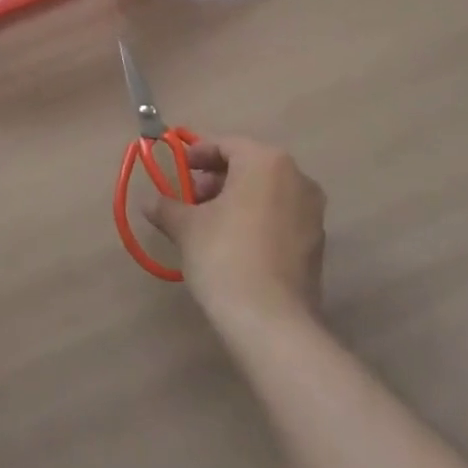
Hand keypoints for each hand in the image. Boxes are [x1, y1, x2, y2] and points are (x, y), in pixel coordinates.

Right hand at [144, 136, 324, 331]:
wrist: (271, 322)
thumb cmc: (225, 255)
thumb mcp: (187, 227)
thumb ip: (168, 207)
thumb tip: (150, 202)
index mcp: (266, 161)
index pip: (226, 145)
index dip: (198, 154)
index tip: (179, 169)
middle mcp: (297, 178)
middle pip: (249, 167)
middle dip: (217, 179)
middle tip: (191, 199)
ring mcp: (312, 212)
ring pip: (267, 193)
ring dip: (237, 200)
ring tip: (208, 224)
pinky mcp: (317, 244)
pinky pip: (281, 218)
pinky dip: (257, 220)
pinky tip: (234, 245)